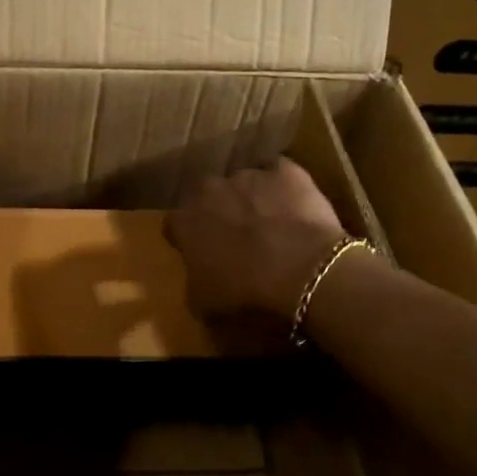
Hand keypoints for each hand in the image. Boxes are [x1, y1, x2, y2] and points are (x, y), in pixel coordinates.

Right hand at [166, 159, 346, 319]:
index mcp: (185, 221)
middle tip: (236, 236)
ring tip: (271, 223)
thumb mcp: (205, 304)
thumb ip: (193, 285)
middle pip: (206, 195)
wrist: (301, 270)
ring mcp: (248, 176)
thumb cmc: (245, 291)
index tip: (199, 252)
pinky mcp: (286, 170)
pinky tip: (295, 207)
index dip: (187, 238)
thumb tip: (197, 282)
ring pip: (244, 183)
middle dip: (217, 211)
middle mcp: (209, 190)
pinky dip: (284, 187)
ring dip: (251, 198)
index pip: (174, 223)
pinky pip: (280, 173)